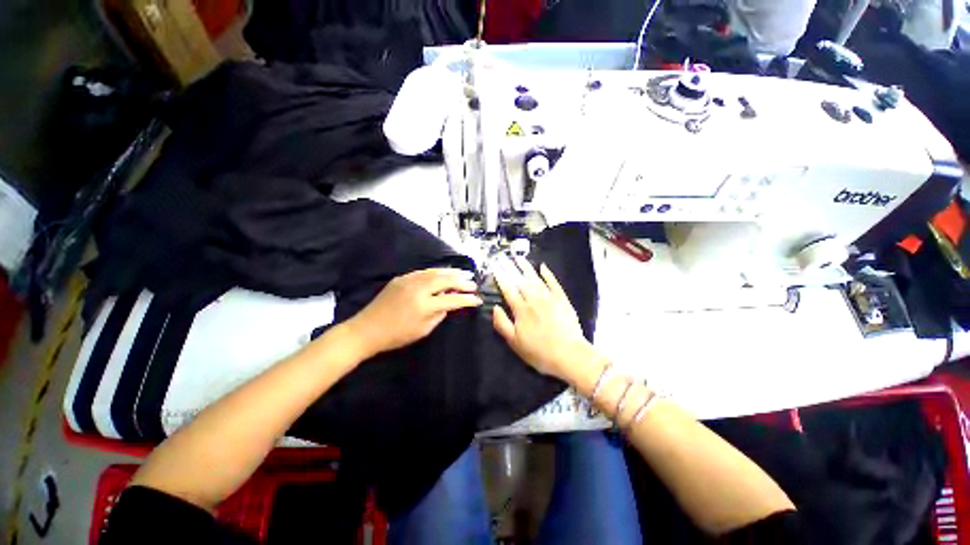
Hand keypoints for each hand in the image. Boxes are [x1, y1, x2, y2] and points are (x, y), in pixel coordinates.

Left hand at [344, 268, 482, 358]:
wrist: (367, 329)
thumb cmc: (396, 335)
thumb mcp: (423, 330)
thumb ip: (440, 314)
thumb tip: (450, 303)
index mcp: (424, 305)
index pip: (452, 299)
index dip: (467, 299)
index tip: (478, 300)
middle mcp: (418, 289)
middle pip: (446, 280)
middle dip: (462, 281)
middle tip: (473, 283)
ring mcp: (409, 281)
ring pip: (435, 272)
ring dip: (451, 272)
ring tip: (463, 273)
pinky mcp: (401, 278)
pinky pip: (424, 271)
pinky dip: (437, 271)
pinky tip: (443, 272)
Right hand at [491, 257, 592, 380]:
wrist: (569, 355)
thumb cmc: (539, 352)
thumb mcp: (515, 343)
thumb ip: (502, 324)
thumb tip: (494, 307)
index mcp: (521, 310)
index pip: (508, 289)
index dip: (500, 277)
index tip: (495, 267)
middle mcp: (534, 299)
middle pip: (520, 280)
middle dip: (510, 268)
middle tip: (503, 257)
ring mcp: (549, 298)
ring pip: (535, 278)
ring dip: (526, 267)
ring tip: (519, 258)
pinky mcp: (562, 300)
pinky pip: (553, 283)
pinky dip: (548, 274)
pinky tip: (543, 267)